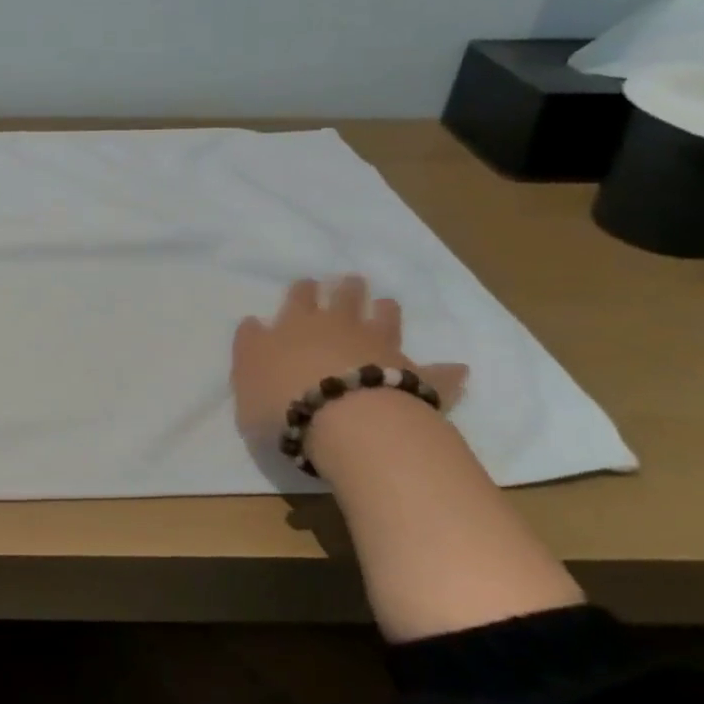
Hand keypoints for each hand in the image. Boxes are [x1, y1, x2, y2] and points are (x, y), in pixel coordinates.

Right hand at [231, 275, 467, 441]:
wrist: (345, 422)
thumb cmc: (283, 401)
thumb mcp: (246, 376)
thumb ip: (250, 348)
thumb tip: (254, 323)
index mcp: (297, 325)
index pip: (298, 298)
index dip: (303, 290)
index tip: (307, 284)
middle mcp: (341, 328)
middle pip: (345, 299)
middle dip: (347, 289)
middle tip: (352, 282)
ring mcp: (382, 349)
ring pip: (387, 320)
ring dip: (386, 311)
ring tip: (387, 304)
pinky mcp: (415, 379)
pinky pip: (434, 374)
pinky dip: (445, 371)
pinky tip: (457, 368)